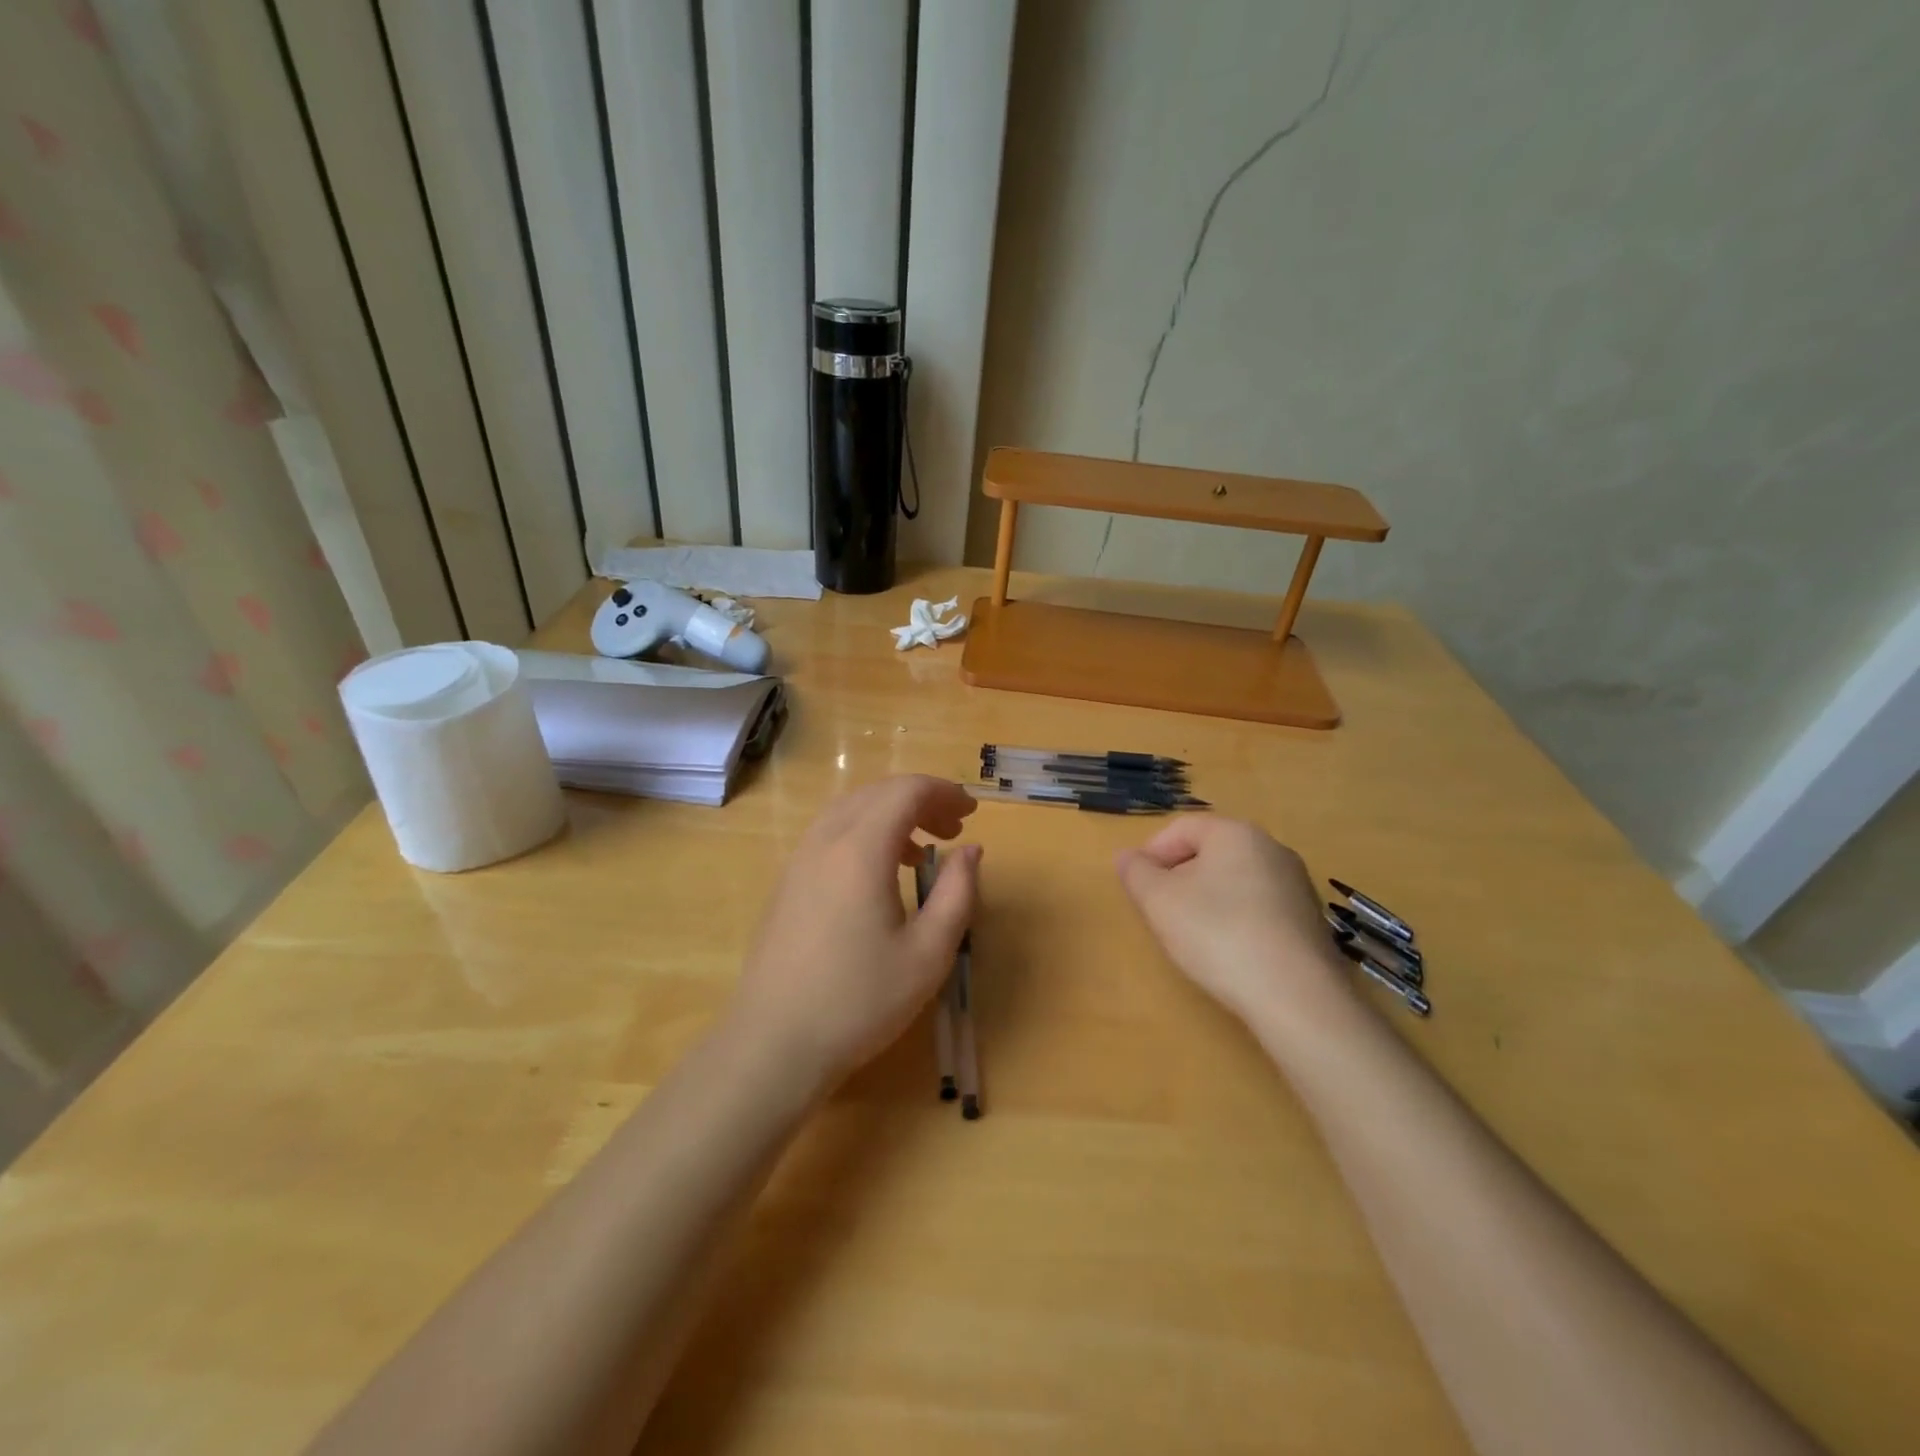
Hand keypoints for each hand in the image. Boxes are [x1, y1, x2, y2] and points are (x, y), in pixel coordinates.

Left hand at [729, 775, 980, 1093]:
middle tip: (954, 830)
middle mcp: (825, 841)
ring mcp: (798, 860)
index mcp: (860, 849)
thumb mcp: (928, 953)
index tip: (972, 813)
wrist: (774, 1044)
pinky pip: (830, 834)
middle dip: (921, 800)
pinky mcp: (786, 883)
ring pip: (850, 810)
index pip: (905, 791)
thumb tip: (970, 851)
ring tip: (922, 852)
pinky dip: (863, 833)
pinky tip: (879, 875)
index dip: (944, 792)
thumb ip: (957, 893)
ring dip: (890, 815)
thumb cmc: (860, 1001)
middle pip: (876, 793)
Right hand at [1116, 817, 1354, 1028]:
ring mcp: (1297, 886)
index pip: (1182, 827)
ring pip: (1236, 881)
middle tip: (1160, 911)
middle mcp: (1272, 849)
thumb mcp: (1159, 901)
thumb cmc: (1217, 934)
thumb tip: (1127, 857)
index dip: (1152, 853)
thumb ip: (1136, 873)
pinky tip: (1229, 953)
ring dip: (1208, 900)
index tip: (1138, 886)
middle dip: (1180, 877)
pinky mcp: (1311, 922)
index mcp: (1236, 833)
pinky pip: (1261, 909)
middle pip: (1211, 852)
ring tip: (1192, 935)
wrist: (1296, 996)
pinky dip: (1237, 921)